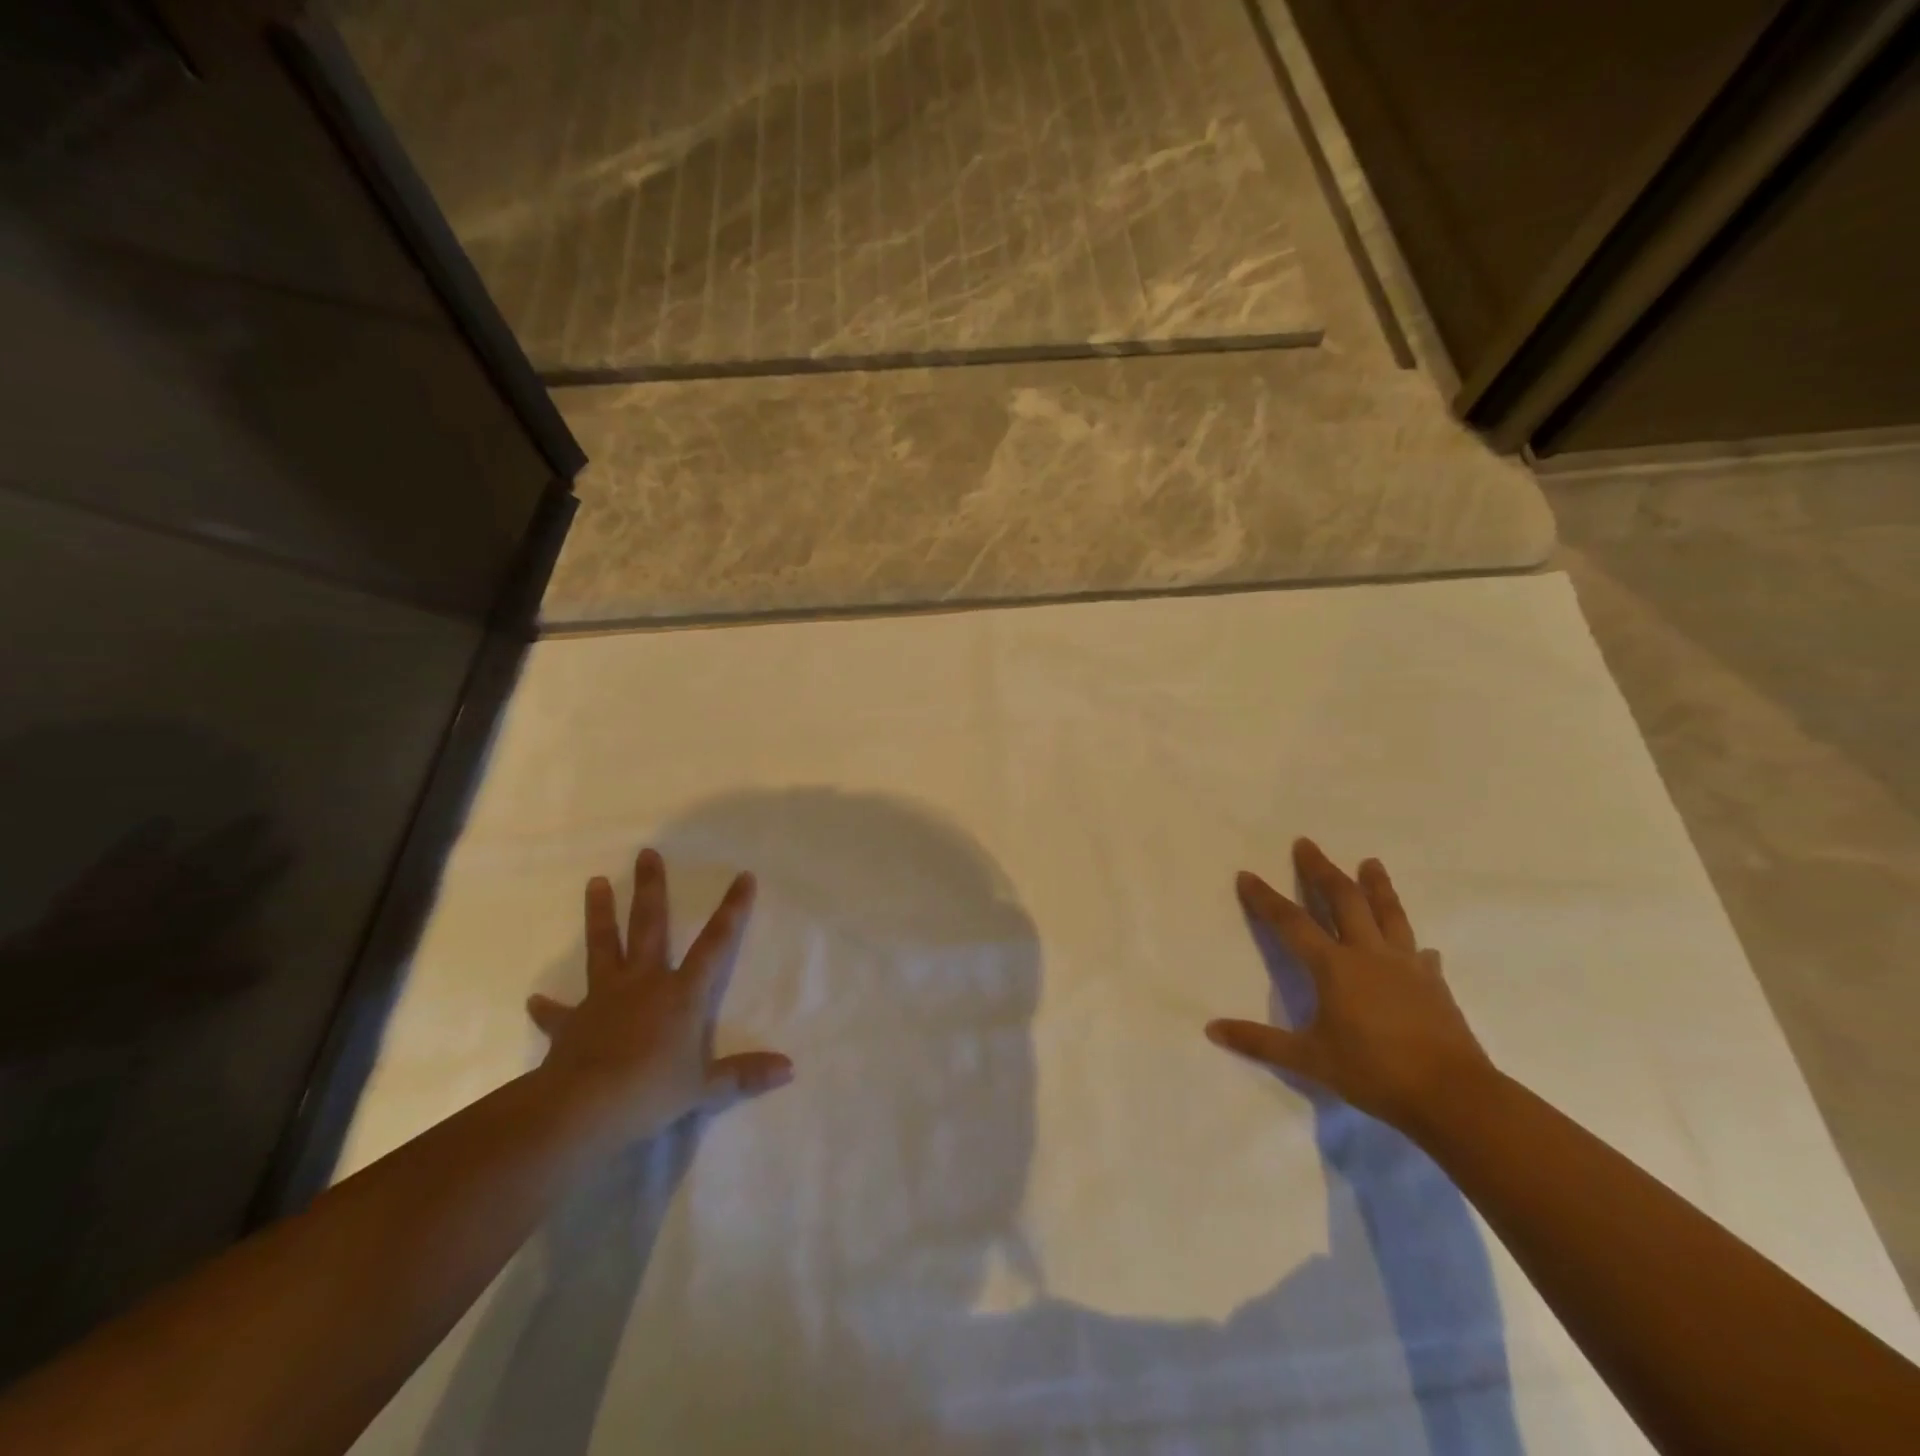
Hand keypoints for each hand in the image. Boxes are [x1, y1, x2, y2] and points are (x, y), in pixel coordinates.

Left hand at [527, 848, 792, 1144]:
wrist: (582, 1108)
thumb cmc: (650, 1091)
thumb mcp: (704, 1087)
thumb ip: (743, 1074)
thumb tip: (789, 1069)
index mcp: (681, 993)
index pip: (715, 944)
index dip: (731, 910)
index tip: (742, 876)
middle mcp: (644, 982)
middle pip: (649, 925)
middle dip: (651, 888)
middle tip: (645, 854)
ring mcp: (604, 998)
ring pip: (603, 946)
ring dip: (600, 914)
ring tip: (596, 882)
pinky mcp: (572, 1022)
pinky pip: (559, 1011)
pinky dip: (547, 1007)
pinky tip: (533, 999)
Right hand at [1206, 838, 1494, 1133]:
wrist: (1453, 1095)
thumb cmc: (1374, 1072)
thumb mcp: (1309, 1060)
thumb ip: (1259, 1042)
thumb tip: (1212, 1029)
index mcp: (1334, 967)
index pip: (1291, 923)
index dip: (1265, 899)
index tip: (1247, 875)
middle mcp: (1368, 954)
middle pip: (1343, 900)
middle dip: (1321, 870)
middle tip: (1306, 844)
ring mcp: (1406, 966)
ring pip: (1388, 914)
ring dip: (1376, 885)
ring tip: (1371, 862)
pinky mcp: (1434, 985)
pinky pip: (1420, 954)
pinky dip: (1412, 944)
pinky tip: (1418, 948)